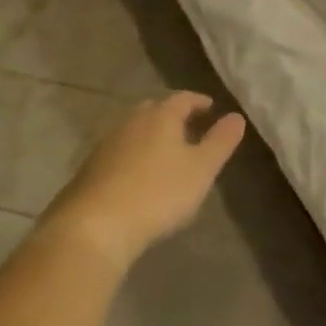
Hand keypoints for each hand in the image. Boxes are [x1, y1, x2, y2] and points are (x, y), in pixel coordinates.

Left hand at [50, 92, 245, 272]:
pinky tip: (139, 176)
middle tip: (189, 129)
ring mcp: (106, 145)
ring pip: (134, 130)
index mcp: (160, 116)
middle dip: (173, 116)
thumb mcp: (201, 169)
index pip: (183, 98)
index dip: (199, 101)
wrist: (94, 227)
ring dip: (151, 136)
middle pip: (154, 110)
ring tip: (166, 154)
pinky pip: (118, 152)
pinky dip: (133, 156)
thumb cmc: (158, 193)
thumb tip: (237, 116)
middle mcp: (131, 122)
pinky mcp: (89, 169)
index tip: (211, 108)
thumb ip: (221, 141)